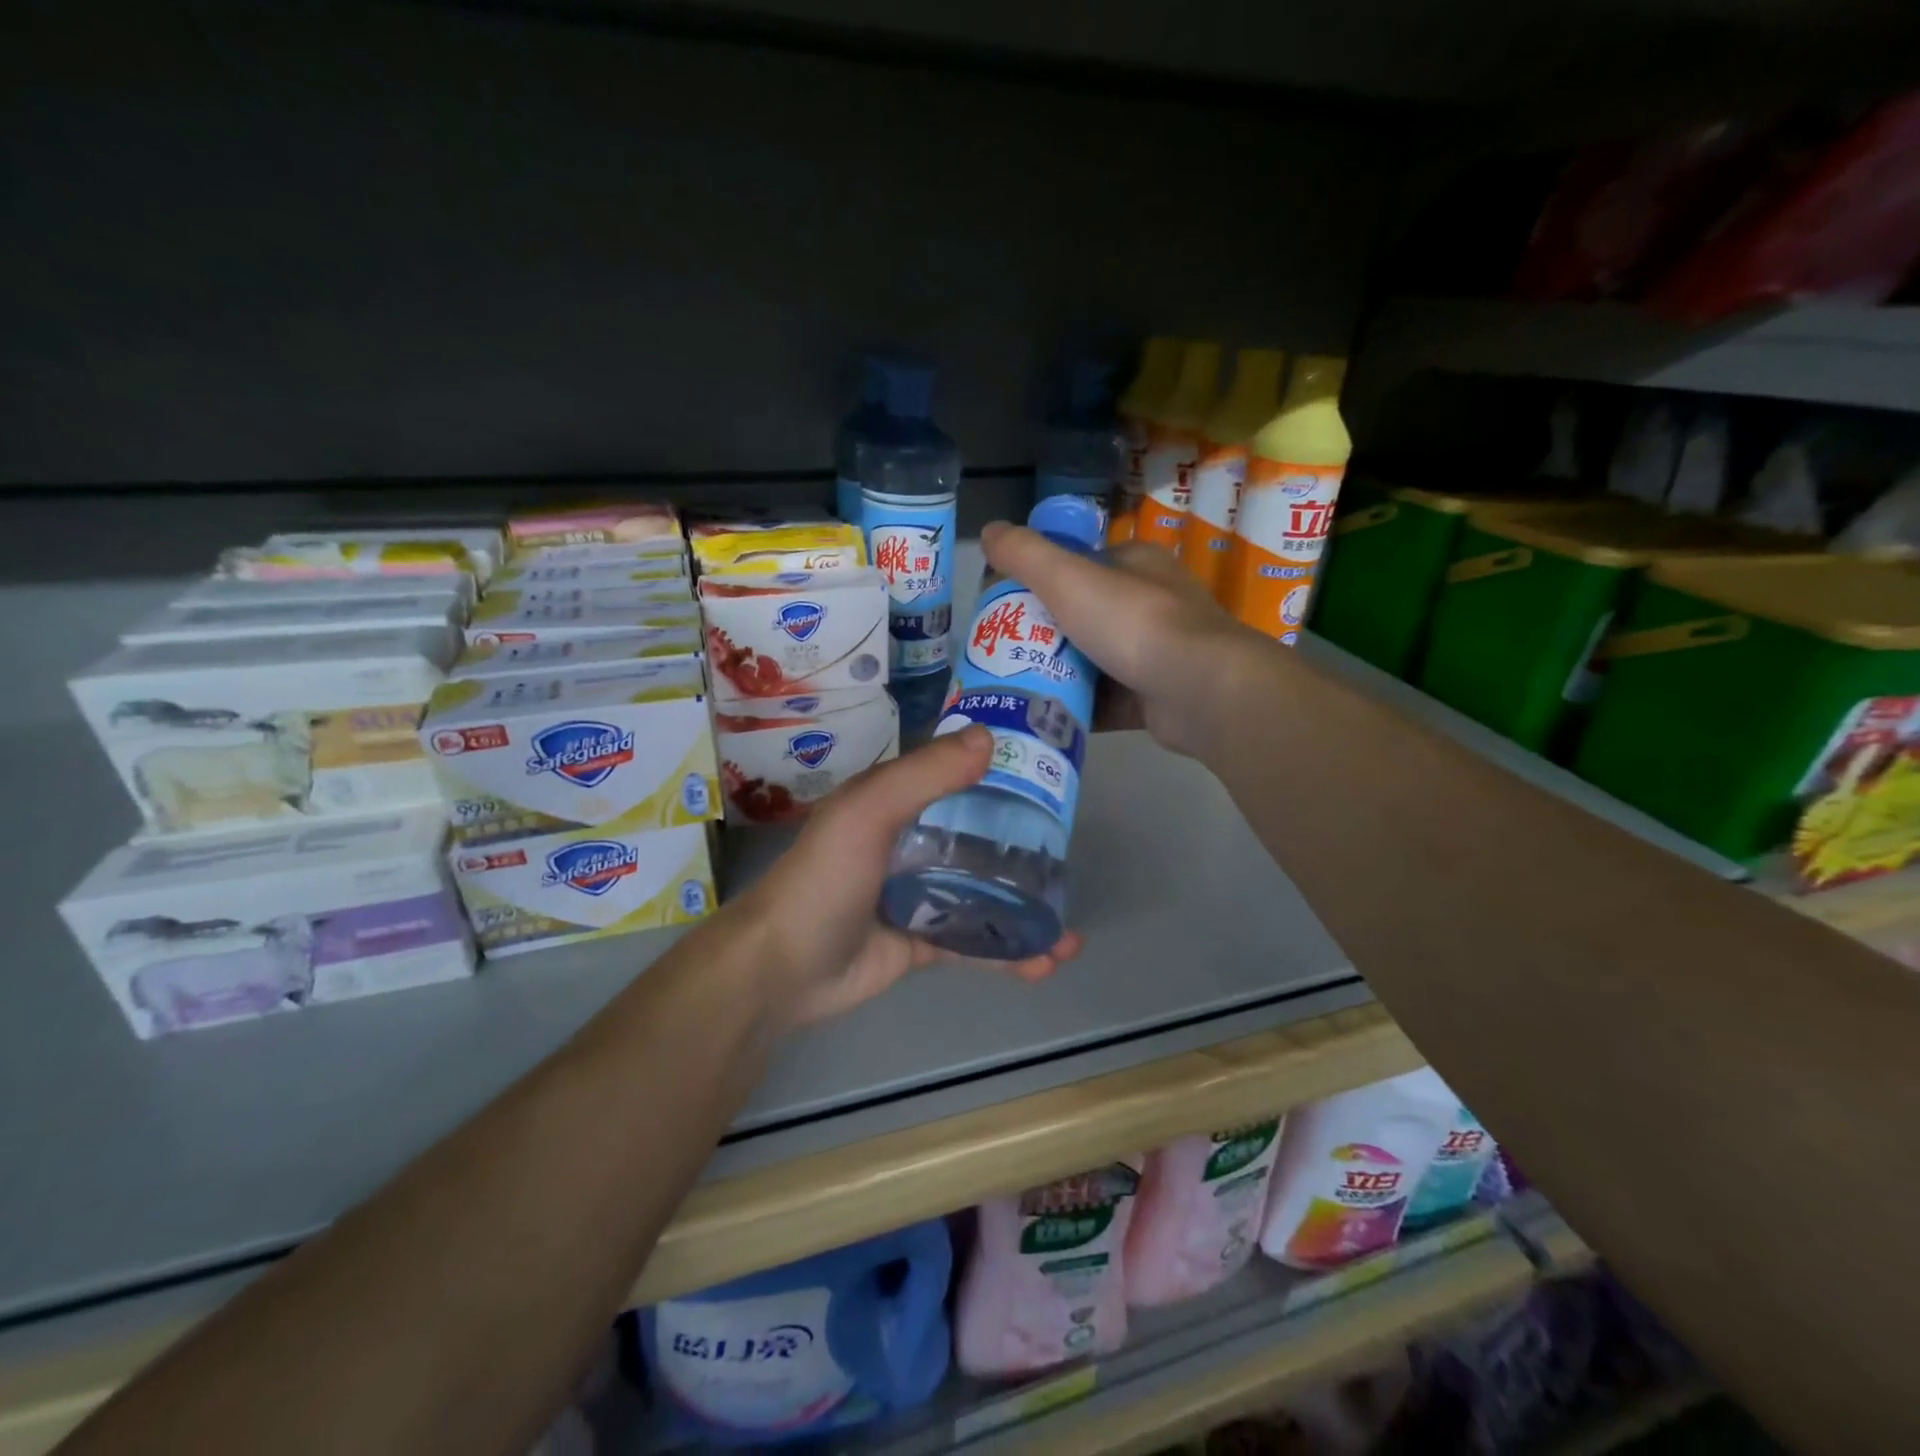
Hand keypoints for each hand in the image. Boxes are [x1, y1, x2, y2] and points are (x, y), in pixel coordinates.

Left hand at [726, 724, 1081, 1027]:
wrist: (783, 970)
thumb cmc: (825, 879)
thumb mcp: (868, 812)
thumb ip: (925, 775)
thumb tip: (989, 737)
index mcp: (894, 803)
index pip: (955, 779)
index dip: (1000, 777)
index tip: (1050, 783)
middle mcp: (909, 843)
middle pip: (976, 839)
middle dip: (1023, 850)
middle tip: (1070, 861)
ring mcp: (916, 894)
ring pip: (981, 894)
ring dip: (1024, 909)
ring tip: (1068, 927)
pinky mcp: (921, 941)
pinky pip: (973, 942)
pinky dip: (1008, 952)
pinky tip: (1046, 962)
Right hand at [979, 523, 1280, 758]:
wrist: (1198, 689)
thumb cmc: (1132, 623)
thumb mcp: (1067, 578)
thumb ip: (1025, 554)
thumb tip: (988, 530)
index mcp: (1136, 565)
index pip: (1079, 566)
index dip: (1040, 583)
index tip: (1007, 608)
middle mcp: (1151, 604)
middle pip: (1084, 616)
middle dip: (1045, 635)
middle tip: (1005, 653)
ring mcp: (1158, 653)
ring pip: (1095, 661)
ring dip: (1060, 674)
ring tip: (1017, 687)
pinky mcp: (1157, 697)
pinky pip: (1108, 700)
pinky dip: (1081, 707)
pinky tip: (1048, 716)